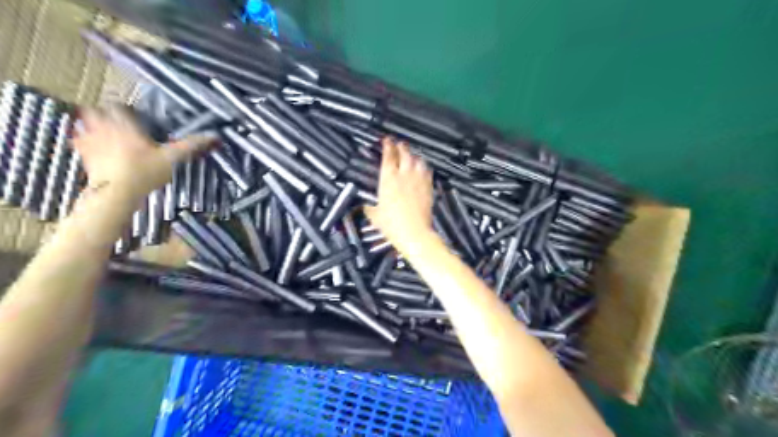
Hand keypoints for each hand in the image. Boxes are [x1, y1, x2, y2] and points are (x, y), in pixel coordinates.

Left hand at [73, 106, 211, 200]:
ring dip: (92, 124)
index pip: (119, 106)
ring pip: (83, 123)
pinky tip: (95, 147)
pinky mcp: (84, 156)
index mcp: (125, 125)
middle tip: (117, 120)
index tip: (135, 114)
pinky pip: (79, 141)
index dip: (127, 108)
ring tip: (105, 131)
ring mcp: (90, 141)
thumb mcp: (172, 158)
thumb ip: (190, 145)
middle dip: (104, 113)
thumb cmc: (144, 173)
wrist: (116, 193)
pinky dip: (84, 140)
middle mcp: (104, 128)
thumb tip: (213, 136)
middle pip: (96, 110)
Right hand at [367, 136, 435, 255]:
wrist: (414, 232)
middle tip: (399, 144)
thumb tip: (365, 207)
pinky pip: (427, 170)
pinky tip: (422, 168)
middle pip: (404, 153)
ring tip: (411, 155)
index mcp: (388, 178)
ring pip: (418, 159)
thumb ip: (369, 208)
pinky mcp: (428, 187)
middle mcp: (404, 174)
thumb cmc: (392, 225)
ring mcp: (418, 179)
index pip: (388, 155)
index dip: (387, 145)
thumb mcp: (375, 216)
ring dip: (413, 155)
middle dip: (401, 146)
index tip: (387, 140)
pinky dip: (424, 166)